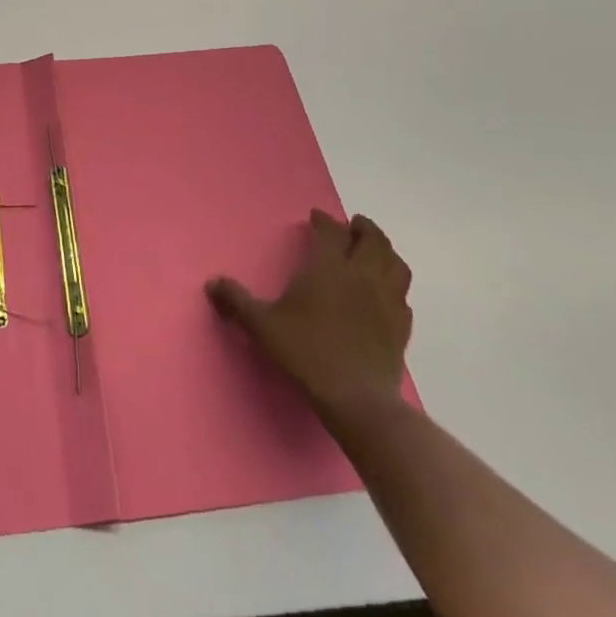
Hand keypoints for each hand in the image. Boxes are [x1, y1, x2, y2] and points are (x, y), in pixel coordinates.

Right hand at [207, 211, 412, 428]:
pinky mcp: (401, 326)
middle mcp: (361, 274)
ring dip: (385, 251)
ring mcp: (387, 300)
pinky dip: (395, 285)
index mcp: (328, 266)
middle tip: (353, 225)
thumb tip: (212, 283)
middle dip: (362, 228)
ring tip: (374, 251)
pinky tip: (386, 293)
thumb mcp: (262, 325)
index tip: (316, 217)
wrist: (356, 399)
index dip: (324, 221)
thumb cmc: (306, 352)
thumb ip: (236, 301)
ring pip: (395, 263)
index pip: (331, 231)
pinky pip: (403, 295)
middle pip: (372, 239)